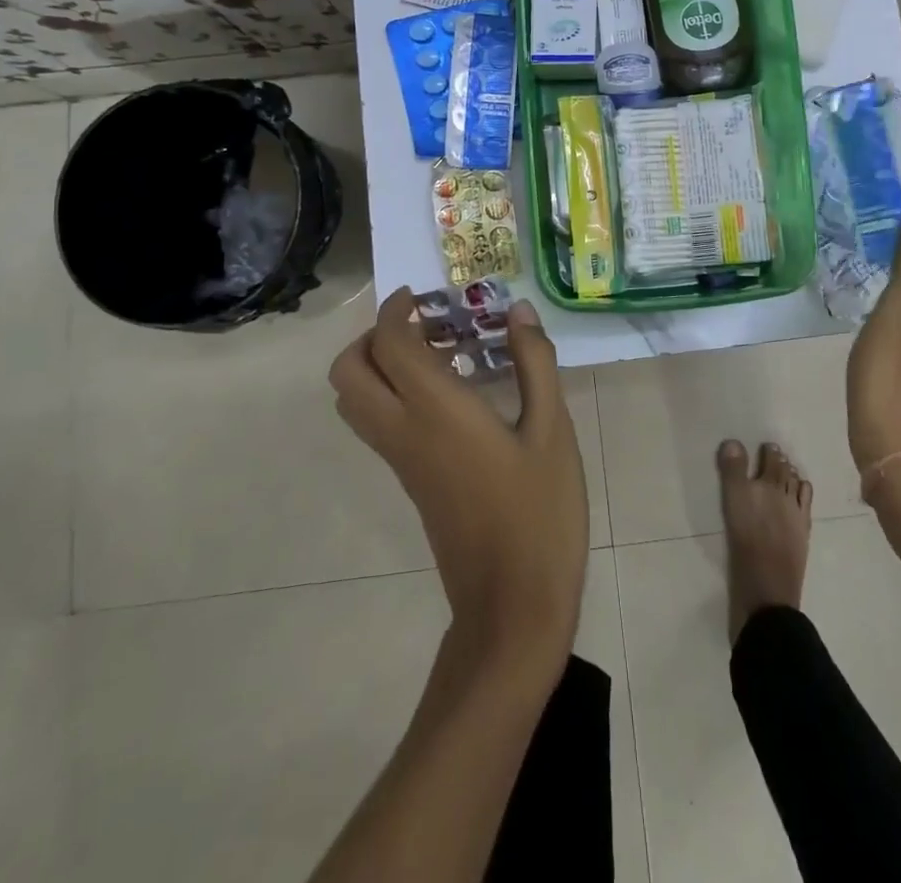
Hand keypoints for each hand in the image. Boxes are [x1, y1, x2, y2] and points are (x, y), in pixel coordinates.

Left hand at [331, 289, 588, 672]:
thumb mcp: (552, 430)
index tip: (422, 294)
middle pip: (348, 372)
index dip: (396, 310)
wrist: (512, 605)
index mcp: (436, 411)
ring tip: (436, 354)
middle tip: (423, 324)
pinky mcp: (409, 481)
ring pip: (354, 400)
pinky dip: (390, 393)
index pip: (390, 344)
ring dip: (378, 364)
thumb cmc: (539, 512)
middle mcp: (403, 431)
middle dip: (372, 336)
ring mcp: (400, 460)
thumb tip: (518, 312)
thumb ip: (534, 364)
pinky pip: (376, 423)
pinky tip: (449, 394)